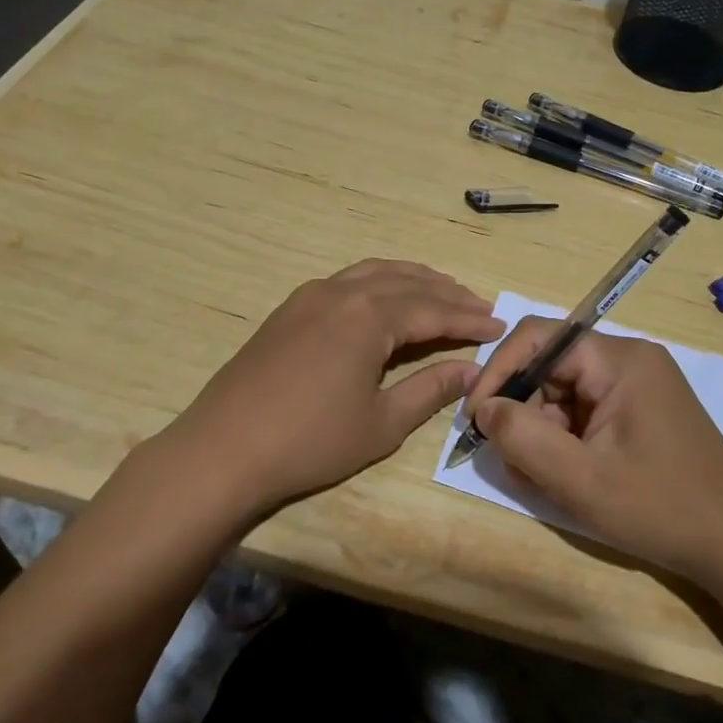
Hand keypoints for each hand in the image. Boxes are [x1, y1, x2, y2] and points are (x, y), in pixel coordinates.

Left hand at [167, 260, 504, 519]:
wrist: (223, 449)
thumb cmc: (310, 442)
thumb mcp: (382, 423)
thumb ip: (430, 390)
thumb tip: (471, 371)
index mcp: (369, 317)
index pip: (434, 310)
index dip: (469, 319)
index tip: (499, 326)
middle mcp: (342, 293)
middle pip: (407, 282)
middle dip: (447, 293)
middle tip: (479, 306)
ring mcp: (310, 296)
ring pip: (374, 273)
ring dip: (413, 280)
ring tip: (441, 291)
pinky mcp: (289, 309)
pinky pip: (346, 281)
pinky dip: (378, 283)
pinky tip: (384, 300)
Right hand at [467, 317, 722, 580]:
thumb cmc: (660, 508)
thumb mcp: (580, 479)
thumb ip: (523, 437)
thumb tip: (485, 408)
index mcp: (620, 360)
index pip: (539, 338)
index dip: (499, 371)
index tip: (477, 418)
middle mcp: (629, 361)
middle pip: (551, 367)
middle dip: (522, 411)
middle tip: (510, 460)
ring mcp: (638, 387)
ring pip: (564, 393)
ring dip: (542, 432)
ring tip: (539, 478)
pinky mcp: (641, 413)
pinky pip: (586, 413)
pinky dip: (565, 441)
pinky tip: (564, 477)